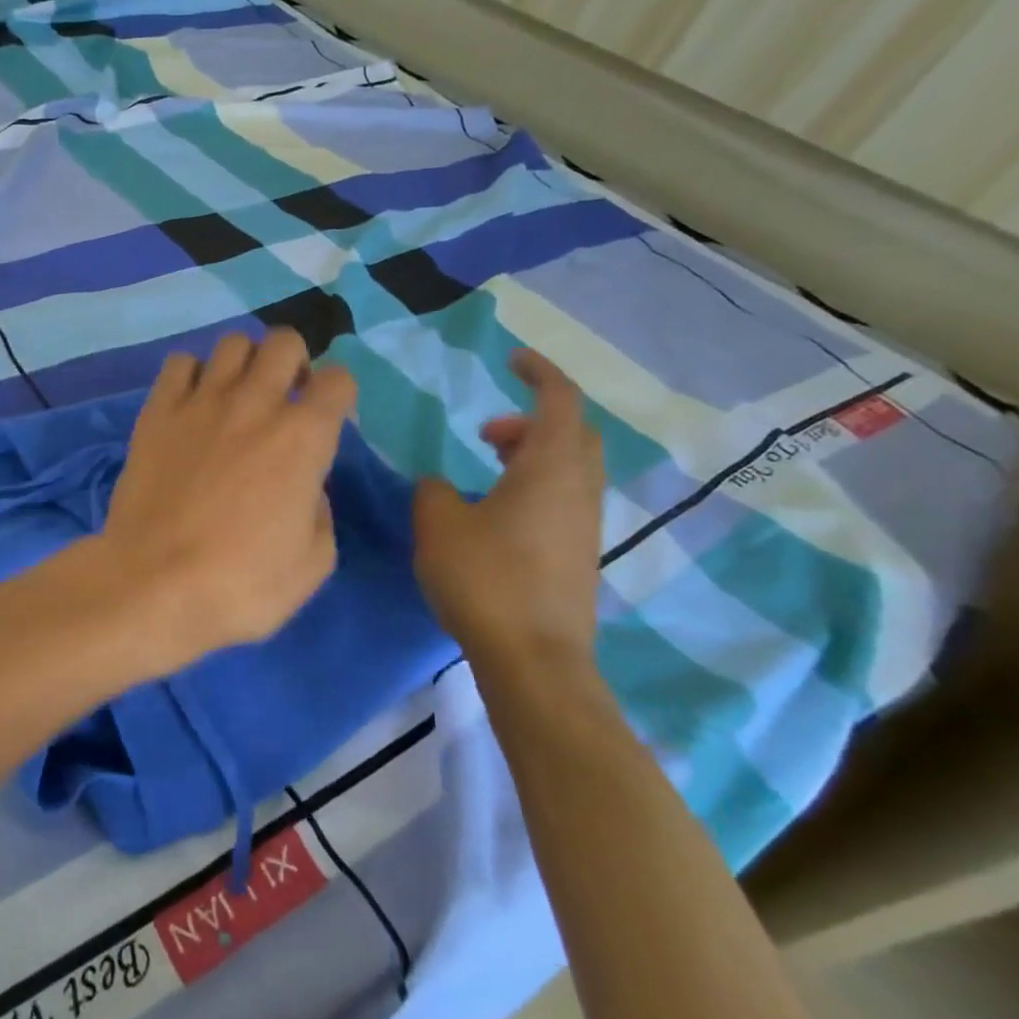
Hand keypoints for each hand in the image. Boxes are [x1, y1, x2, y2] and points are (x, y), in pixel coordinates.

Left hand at [100, 327, 357, 664]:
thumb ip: (320, 512)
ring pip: (233, 343)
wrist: (153, 585)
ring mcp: (201, 402)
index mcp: (303, 437)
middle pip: (284, 341)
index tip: (327, 421)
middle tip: (283, 398)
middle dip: (294, 362)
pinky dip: (191, 374)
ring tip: (236, 396)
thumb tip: (306, 487)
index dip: (339, 396)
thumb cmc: (240, 584)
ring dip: (245, 362)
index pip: (339, 379)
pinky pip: (179, 363)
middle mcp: (255, 404)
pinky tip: (191, 403)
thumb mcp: (312, 564)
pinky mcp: (157, 411)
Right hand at [413, 349, 604, 675]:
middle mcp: (579, 489)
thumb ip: (434, 490)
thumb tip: (440, 486)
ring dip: (533, 455)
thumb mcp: (439, 523)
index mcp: (551, 468)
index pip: (560, 400)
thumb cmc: (486, 578)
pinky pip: (564, 499)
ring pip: (570, 468)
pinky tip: (497, 513)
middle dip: (533, 420)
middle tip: (489, 432)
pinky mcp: (578, 556)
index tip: (511, 359)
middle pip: (573, 433)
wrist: (534, 659)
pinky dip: (536, 485)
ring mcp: (584, 525)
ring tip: (488, 470)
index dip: (539, 372)